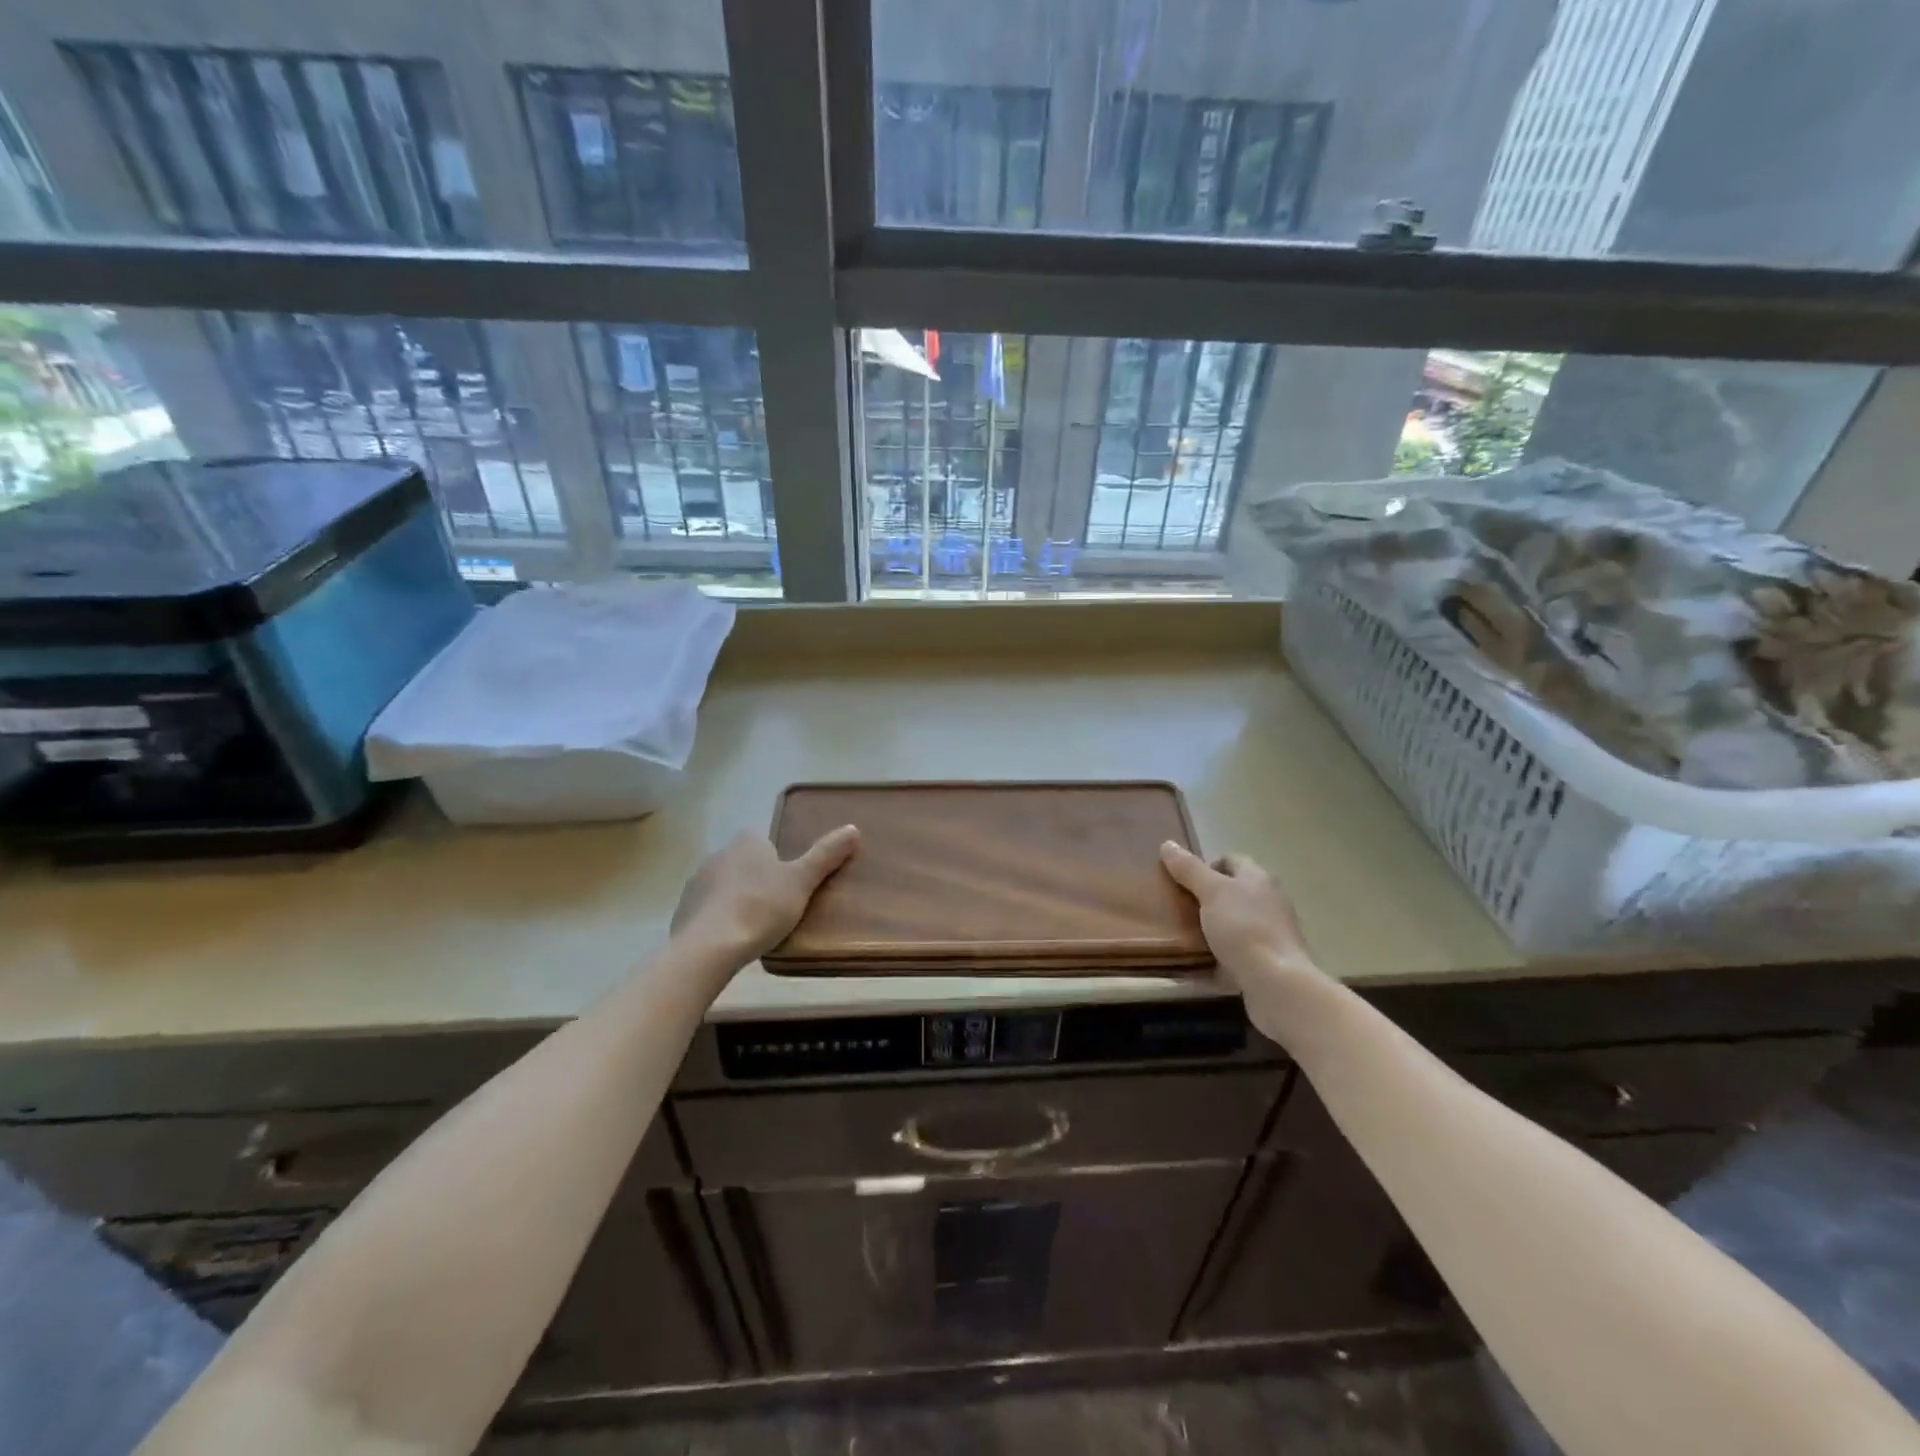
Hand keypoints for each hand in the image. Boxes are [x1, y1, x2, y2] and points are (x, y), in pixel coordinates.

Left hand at [673, 826, 860, 962]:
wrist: (709, 947)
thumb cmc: (761, 907)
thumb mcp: (802, 881)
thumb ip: (826, 855)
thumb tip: (854, 828)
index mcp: (747, 842)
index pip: (763, 841)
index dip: (776, 859)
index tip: (788, 882)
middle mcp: (719, 854)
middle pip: (743, 862)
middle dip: (756, 879)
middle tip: (776, 907)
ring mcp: (696, 882)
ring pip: (723, 885)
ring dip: (735, 899)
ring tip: (754, 927)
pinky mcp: (683, 910)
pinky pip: (706, 910)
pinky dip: (718, 919)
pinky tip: (730, 940)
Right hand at [1159, 842, 1316, 980]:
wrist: (1277, 985)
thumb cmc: (1244, 928)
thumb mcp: (1211, 892)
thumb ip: (1189, 869)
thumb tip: (1167, 844)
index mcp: (1258, 879)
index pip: (1230, 860)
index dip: (1205, 866)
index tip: (1182, 881)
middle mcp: (1269, 902)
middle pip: (1232, 893)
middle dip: (1205, 899)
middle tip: (1177, 908)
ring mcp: (1270, 934)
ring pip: (1233, 924)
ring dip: (1210, 929)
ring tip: (1183, 936)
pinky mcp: (1267, 964)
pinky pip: (1235, 955)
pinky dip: (1217, 958)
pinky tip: (1197, 965)